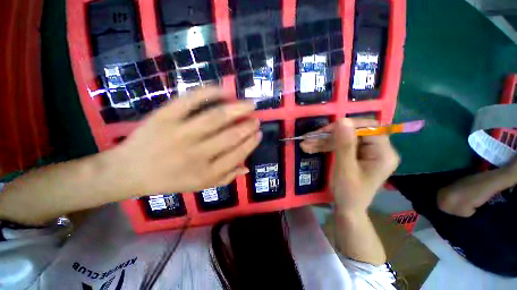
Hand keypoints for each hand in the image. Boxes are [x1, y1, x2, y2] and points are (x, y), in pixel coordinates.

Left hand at [110, 87, 261, 195]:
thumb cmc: (169, 180)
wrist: (129, 171)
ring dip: (237, 109)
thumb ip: (226, 178)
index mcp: (206, 173)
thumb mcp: (200, 186)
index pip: (237, 155)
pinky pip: (190, 100)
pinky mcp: (164, 117)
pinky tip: (224, 91)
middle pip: (230, 136)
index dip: (251, 142)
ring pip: (216, 117)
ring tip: (249, 105)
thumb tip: (247, 168)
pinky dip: (209, 92)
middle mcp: (196, 154)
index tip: (259, 133)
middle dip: (248, 126)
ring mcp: (179, 134)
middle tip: (256, 119)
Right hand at [301, 118, 399, 212]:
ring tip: (305, 144)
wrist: (347, 209)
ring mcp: (365, 151)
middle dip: (329, 135)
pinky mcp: (355, 154)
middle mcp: (377, 149)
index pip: (368, 128)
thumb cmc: (349, 194)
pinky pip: (340, 145)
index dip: (346, 126)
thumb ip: (344, 145)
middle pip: (352, 132)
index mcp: (383, 153)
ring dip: (323, 141)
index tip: (325, 131)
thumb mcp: (345, 170)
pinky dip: (325, 146)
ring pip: (343, 138)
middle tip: (309, 139)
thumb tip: (343, 120)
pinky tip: (311, 147)